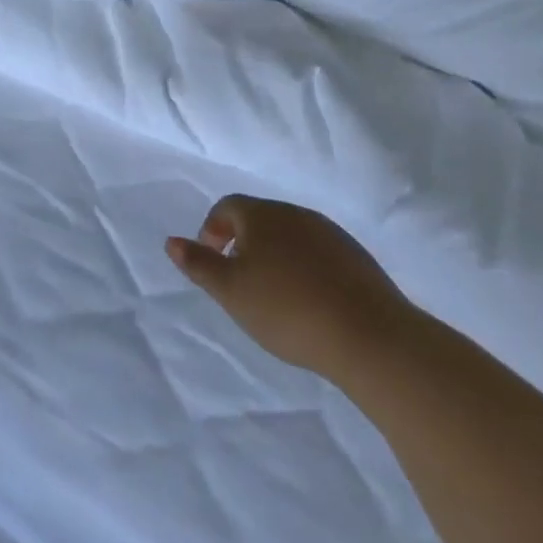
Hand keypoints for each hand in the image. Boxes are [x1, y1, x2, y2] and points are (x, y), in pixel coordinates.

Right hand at [166, 195, 416, 382]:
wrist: (370, 336)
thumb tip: (172, 241)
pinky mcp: (357, 258)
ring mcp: (331, 234)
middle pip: (260, 218)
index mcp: (262, 215)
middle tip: (238, 280)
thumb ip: (199, 264)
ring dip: (274, 255)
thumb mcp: (231, 292)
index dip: (212, 229)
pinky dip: (303, 268)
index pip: (228, 206)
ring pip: (290, 236)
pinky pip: (318, 253)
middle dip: (242, 242)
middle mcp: (296, 214)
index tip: (212, 261)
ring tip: (272, 294)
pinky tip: (307, 302)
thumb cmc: (287, 309)